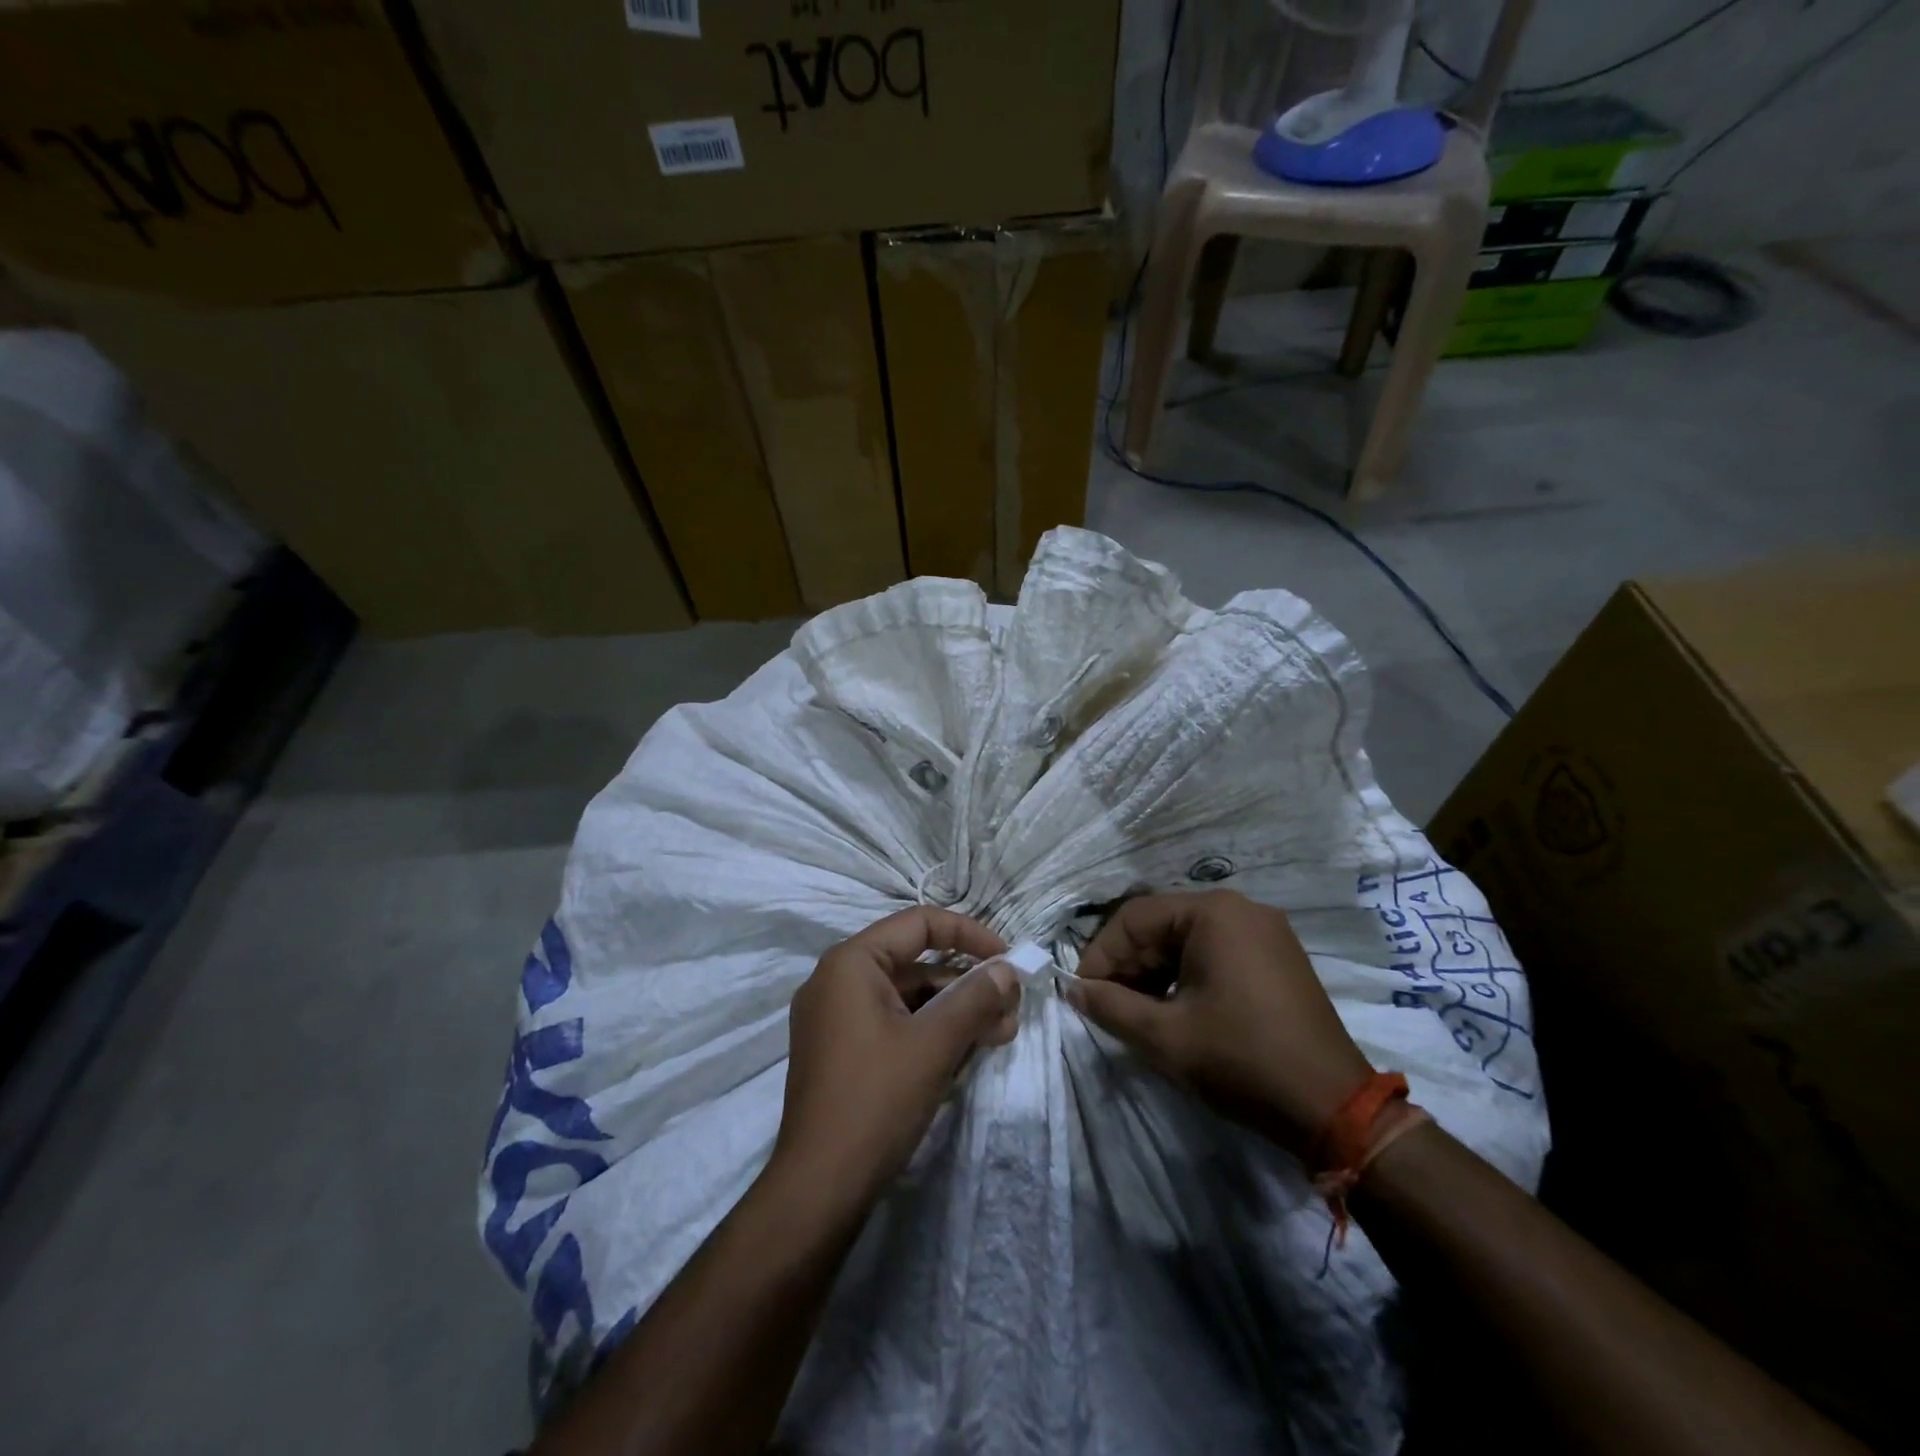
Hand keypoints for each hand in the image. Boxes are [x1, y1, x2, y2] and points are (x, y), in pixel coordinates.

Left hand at [771, 907, 1019, 1215]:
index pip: (919, 924)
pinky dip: (930, 1032)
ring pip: (908, 997)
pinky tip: (965, 1055)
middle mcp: (837, 980)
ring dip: (954, 1012)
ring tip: (998, 1036)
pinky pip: (893, 1024)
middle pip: (915, 963)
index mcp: (850, 963)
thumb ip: (975, 998)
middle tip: (1010, 1011)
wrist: (818, 1188)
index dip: (969, 935)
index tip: (1009, 960)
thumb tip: (1009, 971)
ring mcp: (835, 1018)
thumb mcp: (934, 1044)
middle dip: (967, 985)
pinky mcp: (841, 1051)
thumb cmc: (876, 1101)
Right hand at [1066, 891, 1373, 1157]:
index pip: (1134, 917)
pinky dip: (1186, 976)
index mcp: (1214, 912)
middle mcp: (1240, 909)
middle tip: (1106, 1005)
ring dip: (1154, 972)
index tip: (1082, 992)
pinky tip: (1175, 1011)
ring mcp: (1265, 932)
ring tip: (1137, 1013)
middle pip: (1162, 925)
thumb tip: (1072, 989)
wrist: (1334, 1108)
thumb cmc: (1241, 1060)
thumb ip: (1110, 1005)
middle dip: (1128, 964)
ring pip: (1187, 940)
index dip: (1101, 954)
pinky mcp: (1278, 958)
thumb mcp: (1164, 1036)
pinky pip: (1216, 953)